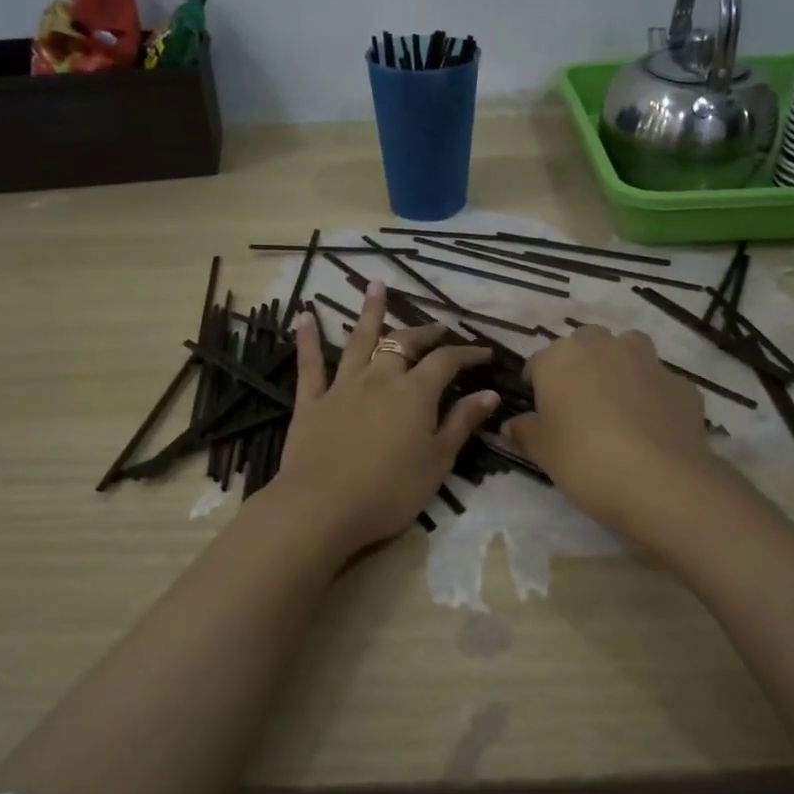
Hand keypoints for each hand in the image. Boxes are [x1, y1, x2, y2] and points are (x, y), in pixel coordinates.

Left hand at [272, 284, 498, 556]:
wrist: (322, 507)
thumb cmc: (389, 491)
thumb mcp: (437, 461)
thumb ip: (461, 423)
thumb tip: (489, 393)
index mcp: (415, 393)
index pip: (447, 362)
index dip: (467, 354)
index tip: (485, 354)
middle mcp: (380, 378)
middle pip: (404, 343)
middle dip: (424, 332)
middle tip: (438, 327)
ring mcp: (342, 387)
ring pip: (359, 341)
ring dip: (369, 312)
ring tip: (375, 286)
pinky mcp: (311, 401)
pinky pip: (310, 364)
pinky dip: (308, 339)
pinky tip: (304, 316)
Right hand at [504, 324, 724, 534]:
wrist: (660, 481)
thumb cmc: (585, 459)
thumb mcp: (542, 451)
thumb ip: (524, 431)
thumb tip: (511, 425)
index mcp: (561, 358)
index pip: (538, 362)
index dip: (536, 384)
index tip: (538, 411)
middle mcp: (603, 347)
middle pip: (585, 343)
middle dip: (580, 364)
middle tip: (577, 403)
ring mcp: (647, 361)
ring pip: (628, 348)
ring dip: (620, 365)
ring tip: (617, 402)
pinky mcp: (681, 383)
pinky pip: (659, 381)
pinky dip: (652, 394)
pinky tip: (651, 424)